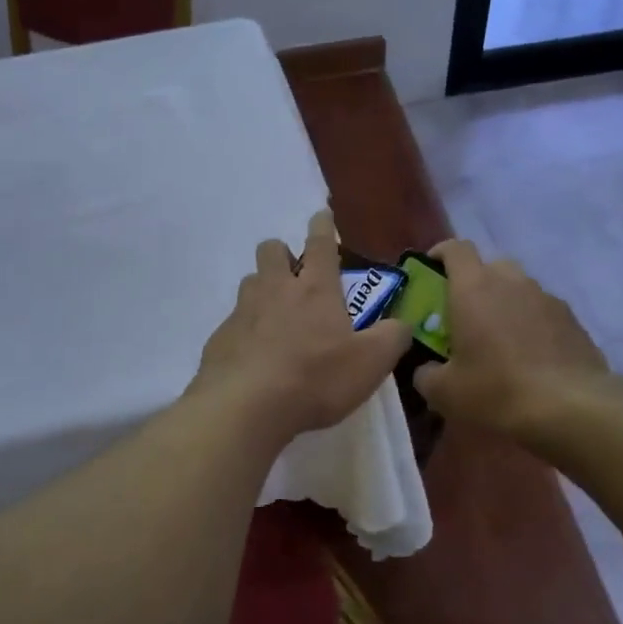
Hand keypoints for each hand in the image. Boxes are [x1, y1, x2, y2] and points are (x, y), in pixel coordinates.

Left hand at [191, 210, 412, 443]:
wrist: (245, 407)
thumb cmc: (315, 378)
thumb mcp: (370, 363)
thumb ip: (392, 338)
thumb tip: (402, 324)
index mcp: (315, 290)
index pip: (320, 243)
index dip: (322, 226)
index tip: (322, 216)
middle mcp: (275, 290)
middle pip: (271, 250)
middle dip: (282, 253)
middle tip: (295, 276)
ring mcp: (242, 313)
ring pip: (250, 283)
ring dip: (263, 290)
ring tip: (276, 317)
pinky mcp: (220, 339)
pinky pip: (234, 322)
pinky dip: (246, 330)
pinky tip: (255, 357)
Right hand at [411, 240, 613, 440]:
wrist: (573, 408)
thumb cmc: (497, 391)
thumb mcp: (445, 392)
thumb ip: (426, 374)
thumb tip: (426, 369)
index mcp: (473, 288)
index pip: (455, 249)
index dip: (439, 255)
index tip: (430, 274)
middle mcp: (511, 282)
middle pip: (489, 266)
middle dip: (474, 284)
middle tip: (463, 317)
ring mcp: (546, 298)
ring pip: (518, 289)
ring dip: (504, 305)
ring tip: (499, 342)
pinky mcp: (573, 320)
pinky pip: (542, 312)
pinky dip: (531, 325)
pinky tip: (530, 358)